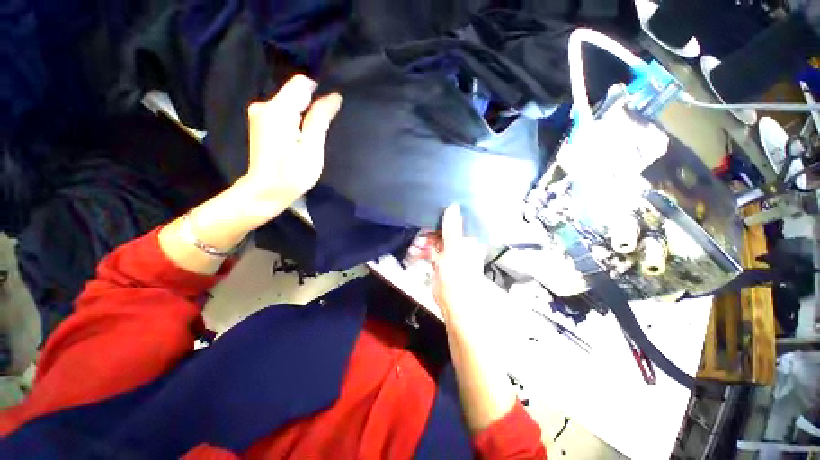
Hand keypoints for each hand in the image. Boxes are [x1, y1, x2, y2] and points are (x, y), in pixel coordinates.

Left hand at [237, 74, 342, 218]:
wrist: (265, 191)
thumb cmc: (292, 175)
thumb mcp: (312, 149)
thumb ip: (320, 119)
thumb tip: (333, 96)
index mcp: (278, 110)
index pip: (302, 83)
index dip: (320, 92)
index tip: (330, 110)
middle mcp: (264, 105)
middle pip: (295, 92)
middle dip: (313, 105)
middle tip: (324, 128)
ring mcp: (260, 113)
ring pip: (290, 102)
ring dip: (305, 113)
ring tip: (313, 135)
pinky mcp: (260, 121)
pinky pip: (283, 111)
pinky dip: (295, 119)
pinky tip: (300, 136)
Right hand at [411, 205, 484, 316]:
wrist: (455, 304)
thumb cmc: (459, 277)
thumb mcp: (454, 250)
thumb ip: (452, 229)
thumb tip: (453, 207)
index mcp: (468, 240)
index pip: (457, 223)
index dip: (444, 218)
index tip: (431, 214)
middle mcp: (460, 245)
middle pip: (443, 232)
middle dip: (430, 232)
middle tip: (419, 233)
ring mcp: (449, 254)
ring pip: (435, 242)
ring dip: (424, 242)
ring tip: (414, 245)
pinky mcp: (440, 263)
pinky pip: (430, 252)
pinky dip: (422, 252)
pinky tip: (413, 253)